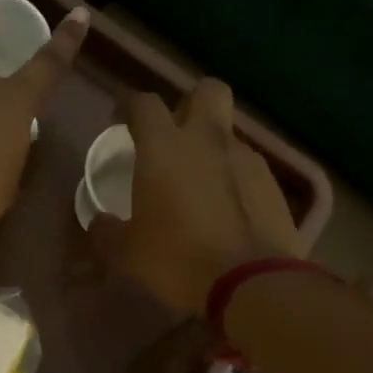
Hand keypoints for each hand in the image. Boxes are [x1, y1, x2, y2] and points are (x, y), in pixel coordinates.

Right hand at [91, 78, 301, 314]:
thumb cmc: (178, 259)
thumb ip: (108, 231)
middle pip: (206, 90)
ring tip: (202, 186)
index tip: (122, 120)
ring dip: (213, 148)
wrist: (251, 282)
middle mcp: (207, 140)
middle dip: (190, 103)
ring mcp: (246, 159)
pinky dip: (235, 180)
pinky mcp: (273, 184)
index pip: (144, 103)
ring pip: (228, 133)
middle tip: (176, 135)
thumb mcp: (128, 252)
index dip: (130, 106)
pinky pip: (249, 168)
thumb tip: (99, 222)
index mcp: (164, 147)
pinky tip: (228, 211)